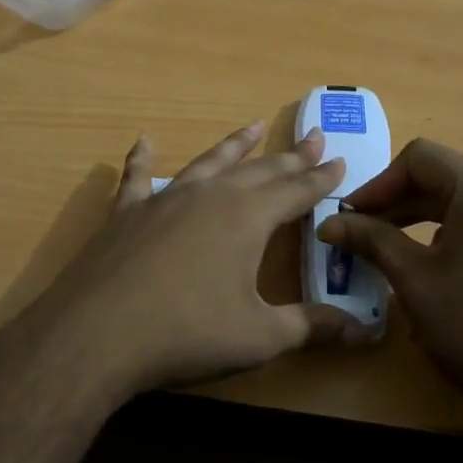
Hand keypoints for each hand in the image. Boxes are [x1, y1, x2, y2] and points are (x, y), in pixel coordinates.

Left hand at [0, 121, 372, 405]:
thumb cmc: (187, 334)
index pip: (296, 191)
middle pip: (260, 170)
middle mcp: (211, 195)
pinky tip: (145, 140)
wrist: (97, 334)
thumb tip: (365, 334)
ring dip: (235, 145)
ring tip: (254, 126)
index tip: (340, 160)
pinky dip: (143, 158)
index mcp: (249, 218)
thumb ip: (311, 327)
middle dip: (291, 156)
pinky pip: (138, 176)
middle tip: (314, 136)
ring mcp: (166, 198)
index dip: (321, 178)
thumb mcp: (259, 337)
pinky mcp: (128, 212)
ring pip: (210, 162)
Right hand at [316, 139, 462, 431]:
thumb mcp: (415, 282)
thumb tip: (330, 223)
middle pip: (444, 177)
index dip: (378, 184)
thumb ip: (372, 240)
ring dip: (424, 219)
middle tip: (363, 236)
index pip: (419, 159)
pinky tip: (440, 273)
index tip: (351, 218)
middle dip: (398, 203)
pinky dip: (456, 235)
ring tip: (394, 255)